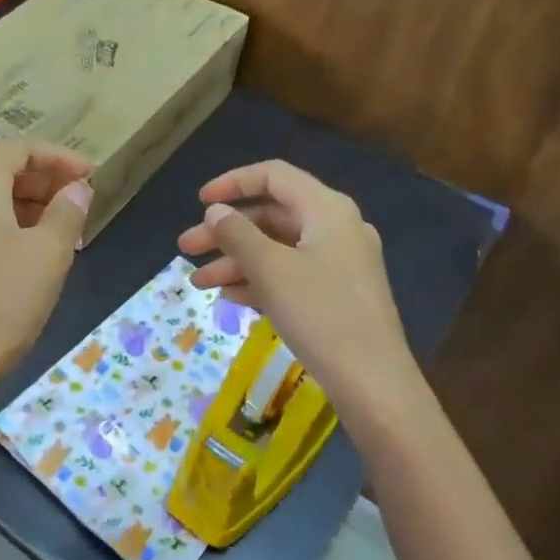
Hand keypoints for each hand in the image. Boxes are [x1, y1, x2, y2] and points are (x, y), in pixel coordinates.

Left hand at [0, 139, 92, 415]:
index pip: (18, 149)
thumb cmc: (3, 300)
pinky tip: (31, 256)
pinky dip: (7, 228)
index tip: (91, 177)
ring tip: (63, 231)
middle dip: (44, 181)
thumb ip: (67, 212)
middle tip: (80, 202)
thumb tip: (76, 189)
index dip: (58, 157)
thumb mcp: (49, 253)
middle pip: (0, 172)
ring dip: (28, 207)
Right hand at [176, 160, 427, 428]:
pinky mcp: (337, 294)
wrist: (373, 383)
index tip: (198, 202)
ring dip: (236, 260)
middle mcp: (336, 227)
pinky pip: (291, 273)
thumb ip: (237, 235)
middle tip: (186, 249)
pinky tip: (229, 297)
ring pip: (277, 248)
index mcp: (326, 209)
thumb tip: (215, 212)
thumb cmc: (320, 315)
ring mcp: (339, 262)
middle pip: (272, 215)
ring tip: (199, 283)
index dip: (232, 183)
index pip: (274, 176)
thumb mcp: (270, 270)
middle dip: (225, 231)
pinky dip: (259, 280)